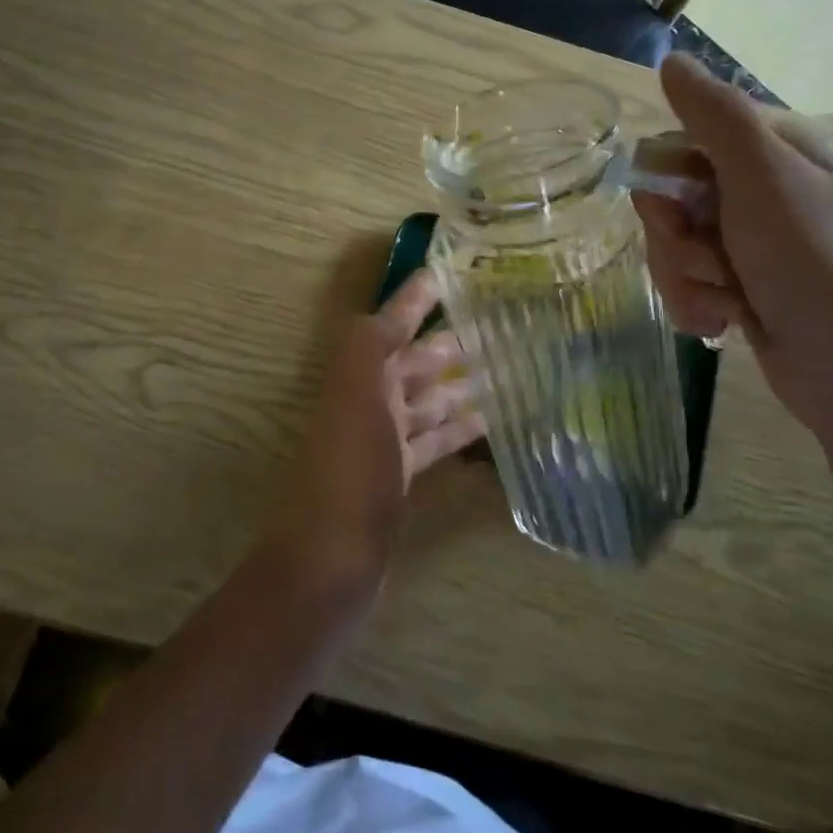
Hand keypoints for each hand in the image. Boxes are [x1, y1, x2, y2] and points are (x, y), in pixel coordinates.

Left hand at [263, 271, 484, 592]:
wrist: (331, 558)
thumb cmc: (349, 470)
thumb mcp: (354, 393)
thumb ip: (368, 344)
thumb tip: (389, 307)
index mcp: (354, 378)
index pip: (387, 325)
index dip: (412, 300)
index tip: (444, 274)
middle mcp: (365, 404)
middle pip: (409, 364)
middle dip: (443, 343)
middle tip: (491, 325)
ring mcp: (381, 444)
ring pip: (424, 403)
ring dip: (457, 385)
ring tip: (502, 368)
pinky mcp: (398, 480)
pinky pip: (431, 443)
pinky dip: (456, 429)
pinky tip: (487, 420)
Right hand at [636, 54, 832, 441]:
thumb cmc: (816, 264)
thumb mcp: (766, 179)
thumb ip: (715, 117)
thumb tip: (671, 60)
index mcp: (775, 158)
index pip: (685, 145)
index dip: (666, 178)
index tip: (675, 207)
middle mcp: (761, 198)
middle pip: (672, 203)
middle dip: (676, 240)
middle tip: (709, 259)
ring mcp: (752, 250)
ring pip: (674, 250)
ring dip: (686, 279)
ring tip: (726, 302)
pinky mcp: (744, 295)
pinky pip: (689, 288)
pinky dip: (697, 307)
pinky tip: (724, 324)